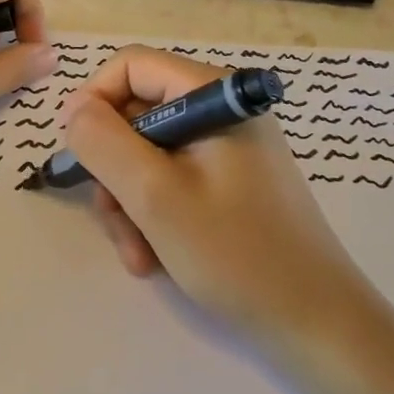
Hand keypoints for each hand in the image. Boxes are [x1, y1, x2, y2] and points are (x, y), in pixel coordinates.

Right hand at [61, 47, 357, 338]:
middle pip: (135, 114)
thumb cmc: (238, 254)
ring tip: (137, 253)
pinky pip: (168, 180)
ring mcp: (225, 148)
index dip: (93, 101)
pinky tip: (155, 257)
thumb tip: (74, 110)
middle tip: (111, 219)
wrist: (319, 327)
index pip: (131, 66)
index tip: (76, 153)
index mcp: (212, 95)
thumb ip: (104, 143)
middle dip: (113, 169)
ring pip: (145, 153)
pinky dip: (151, 215)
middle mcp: (219, 111)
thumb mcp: (155, 196)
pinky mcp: (228, 181)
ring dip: (128, 202)